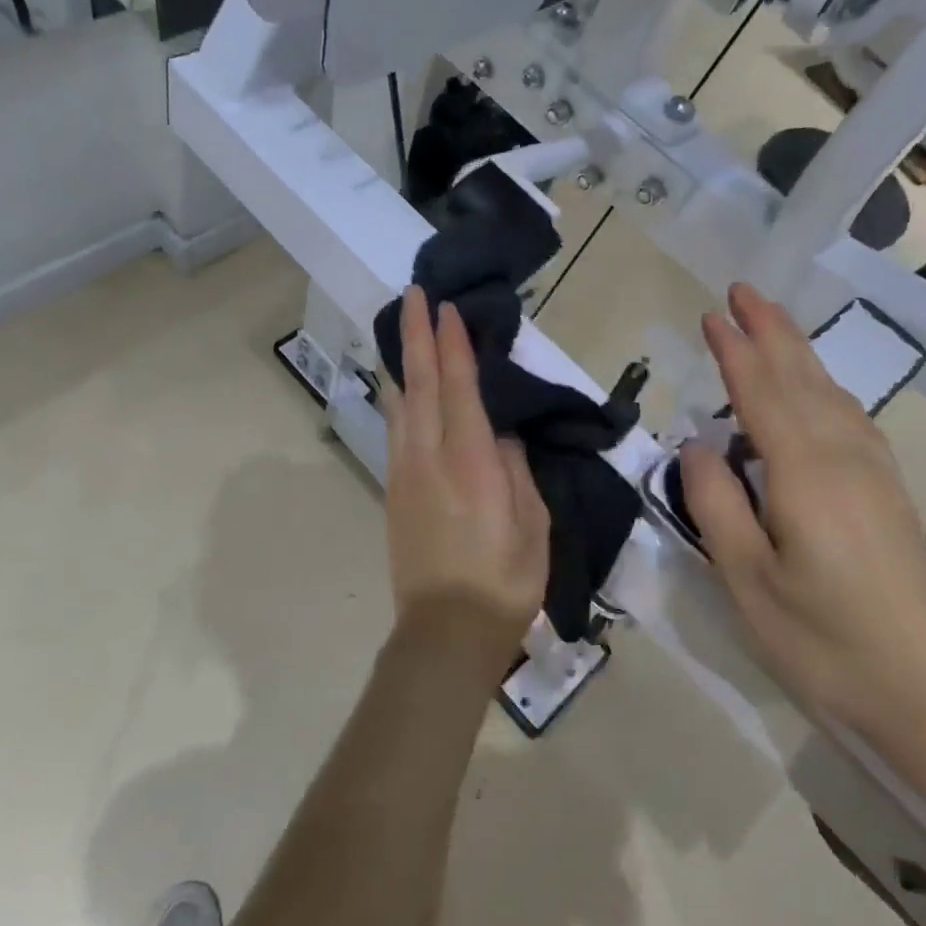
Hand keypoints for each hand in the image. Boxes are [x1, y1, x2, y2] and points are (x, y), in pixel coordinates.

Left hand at [382, 288, 550, 681]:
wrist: (446, 631)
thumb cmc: (504, 580)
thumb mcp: (531, 522)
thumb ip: (513, 467)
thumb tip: (497, 431)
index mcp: (470, 460)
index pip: (459, 386)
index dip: (453, 343)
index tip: (448, 308)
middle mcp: (429, 455)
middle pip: (420, 382)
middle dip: (416, 334)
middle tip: (414, 294)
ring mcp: (405, 472)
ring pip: (400, 402)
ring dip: (402, 360)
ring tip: (403, 328)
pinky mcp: (394, 490)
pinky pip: (396, 428)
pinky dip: (399, 396)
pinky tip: (401, 387)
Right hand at [681, 284, 925, 743]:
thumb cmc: (823, 638)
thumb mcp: (747, 579)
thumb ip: (716, 502)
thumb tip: (697, 443)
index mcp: (802, 472)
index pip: (760, 392)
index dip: (735, 350)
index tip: (712, 313)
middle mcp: (841, 456)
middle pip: (801, 377)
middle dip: (771, 330)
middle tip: (743, 291)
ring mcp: (872, 472)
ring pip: (830, 392)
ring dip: (798, 351)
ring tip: (772, 324)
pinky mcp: (887, 491)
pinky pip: (848, 416)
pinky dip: (823, 386)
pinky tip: (816, 390)